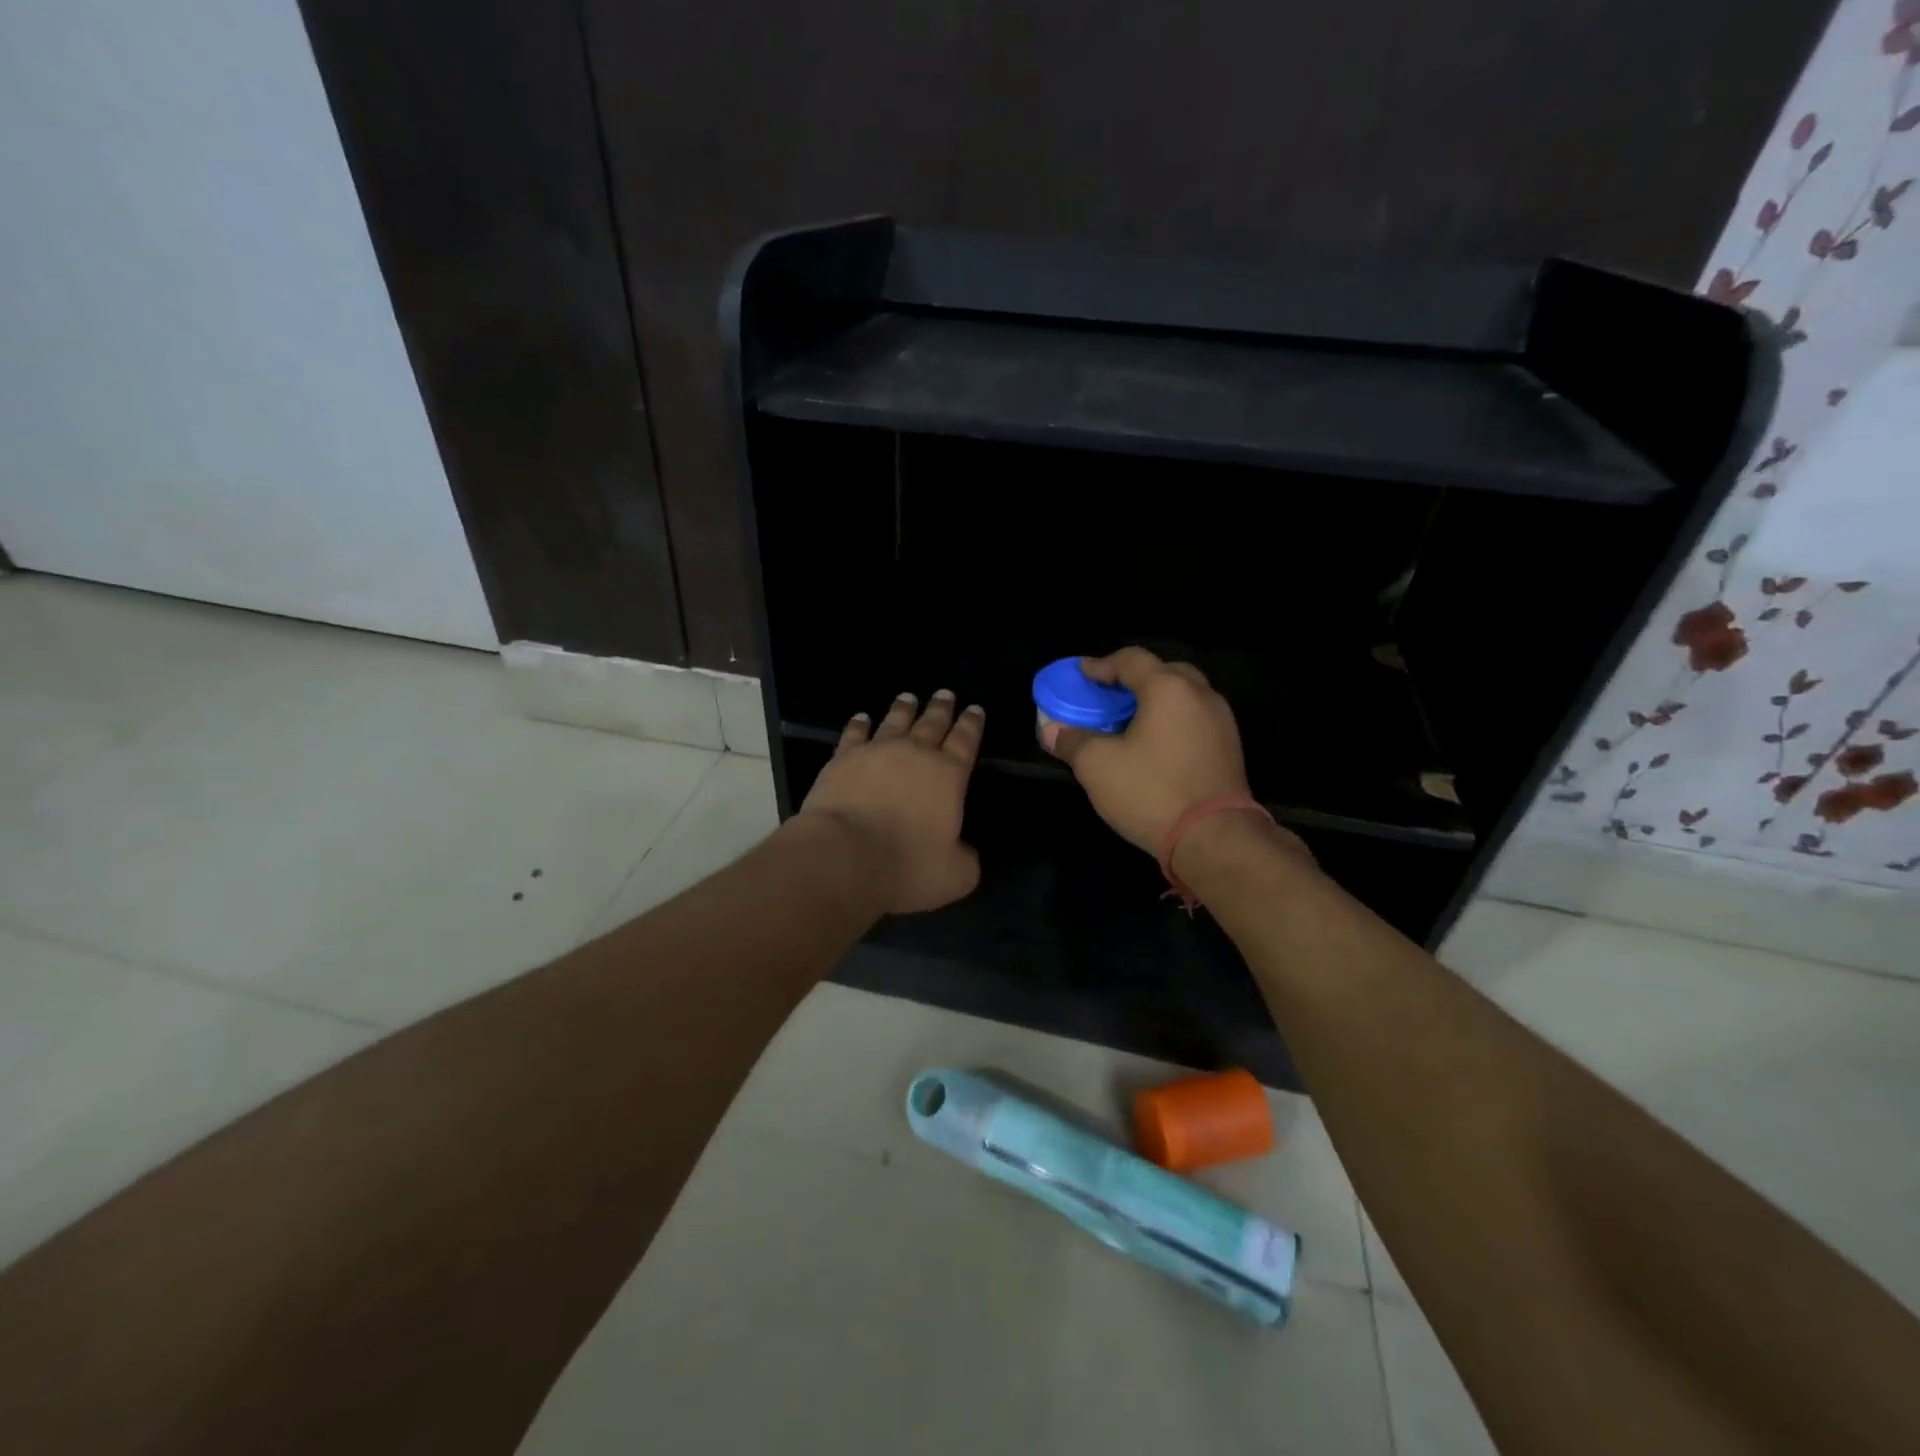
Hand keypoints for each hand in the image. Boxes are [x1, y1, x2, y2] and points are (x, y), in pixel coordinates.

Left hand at [798, 690, 984, 913]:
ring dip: (904, 709)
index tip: (975, 709)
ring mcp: (876, 752)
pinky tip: (861, 717)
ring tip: (909, 697)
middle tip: (945, 693)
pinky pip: (854, 734)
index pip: (966, 741)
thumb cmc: (906, 866)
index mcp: (949, 776)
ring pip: (895, 721)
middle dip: (941, 708)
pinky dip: (859, 724)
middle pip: (932, 723)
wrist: (843, 856)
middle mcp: (915, 755)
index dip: (972, 724)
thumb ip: (965, 859)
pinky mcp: (842, 759)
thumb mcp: (954, 875)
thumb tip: (964, 851)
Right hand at [1047, 648, 1254, 856]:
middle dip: (1134, 679)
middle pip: (1164, 671)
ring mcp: (1221, 722)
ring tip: (1130, 721)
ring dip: (1155, 701)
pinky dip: (1172, 722)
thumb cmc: (1151, 792)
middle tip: (1110, 696)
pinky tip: (1155, 746)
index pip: (1131, 660)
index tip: (1081, 675)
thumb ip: (1072, 741)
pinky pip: (1195, 720)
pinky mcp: (1230, 748)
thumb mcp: (1097, 766)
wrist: (1214, 838)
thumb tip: (1051, 730)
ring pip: (1184, 696)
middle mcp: (1200, 695)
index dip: (1101, 665)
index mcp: (1168, 688)